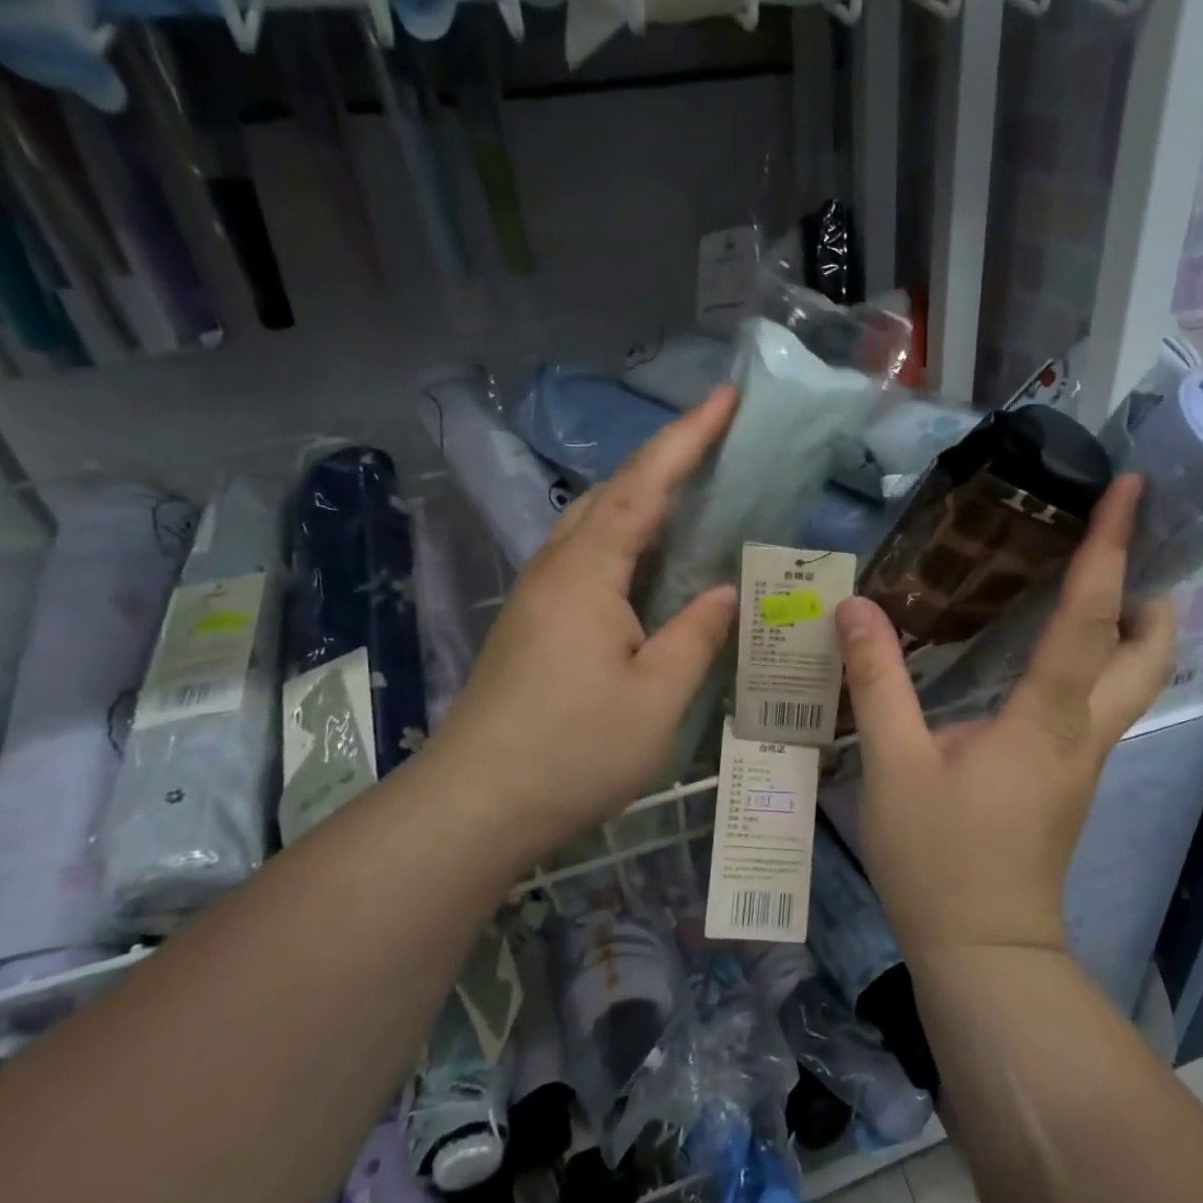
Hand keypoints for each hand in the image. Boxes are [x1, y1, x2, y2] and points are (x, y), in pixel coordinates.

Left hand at [426, 386, 741, 864]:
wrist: (476, 805)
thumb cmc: (574, 750)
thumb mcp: (658, 695)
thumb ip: (697, 634)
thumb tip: (727, 591)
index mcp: (588, 573)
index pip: (644, 485)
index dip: (687, 437)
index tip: (725, 397)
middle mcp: (556, 569)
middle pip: (610, 493)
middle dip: (664, 461)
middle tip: (716, 447)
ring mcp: (537, 597)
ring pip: (593, 525)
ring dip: (640, 499)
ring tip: (691, 497)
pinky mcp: (532, 625)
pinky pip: (585, 559)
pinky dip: (624, 542)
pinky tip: (648, 566)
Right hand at [835, 476, 1176, 963]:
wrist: (983, 952)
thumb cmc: (940, 859)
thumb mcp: (893, 766)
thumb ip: (877, 681)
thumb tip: (856, 607)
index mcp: (1048, 720)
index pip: (1091, 618)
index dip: (1109, 549)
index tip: (1129, 492)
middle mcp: (1084, 733)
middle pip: (1150, 654)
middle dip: (1150, 594)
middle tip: (1116, 552)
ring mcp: (1085, 761)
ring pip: (1134, 683)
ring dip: (1129, 630)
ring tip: (1088, 590)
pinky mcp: (1069, 782)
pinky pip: (1100, 707)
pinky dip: (1096, 665)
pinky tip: (1046, 660)